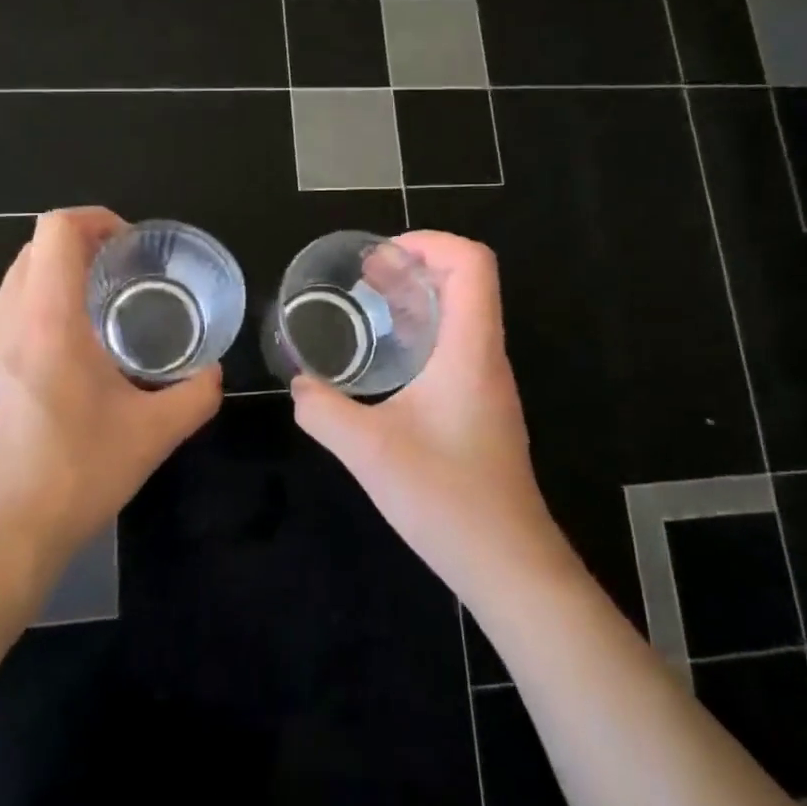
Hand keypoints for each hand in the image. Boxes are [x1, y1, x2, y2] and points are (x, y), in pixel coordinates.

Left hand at [0, 207, 222, 587]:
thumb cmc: (71, 478)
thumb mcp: (151, 437)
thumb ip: (194, 397)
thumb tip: (214, 375)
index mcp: (47, 321)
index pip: (56, 230)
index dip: (96, 220)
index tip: (131, 244)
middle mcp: (5, 324)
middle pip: (34, 250)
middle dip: (80, 247)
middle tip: (124, 275)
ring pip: (15, 285)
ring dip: (56, 280)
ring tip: (100, 315)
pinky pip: (4, 320)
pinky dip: (37, 314)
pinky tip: (68, 364)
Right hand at [290, 232, 567, 603]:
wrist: (507, 562)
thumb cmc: (446, 498)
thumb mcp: (368, 451)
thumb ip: (323, 412)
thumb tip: (299, 387)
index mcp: (469, 350)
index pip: (472, 263)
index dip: (430, 242)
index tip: (381, 254)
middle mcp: (485, 357)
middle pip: (466, 282)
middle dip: (415, 264)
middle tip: (364, 273)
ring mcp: (486, 384)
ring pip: (461, 315)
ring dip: (418, 298)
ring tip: (369, 300)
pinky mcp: (480, 408)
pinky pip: (455, 347)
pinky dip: (421, 332)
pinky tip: (386, 357)